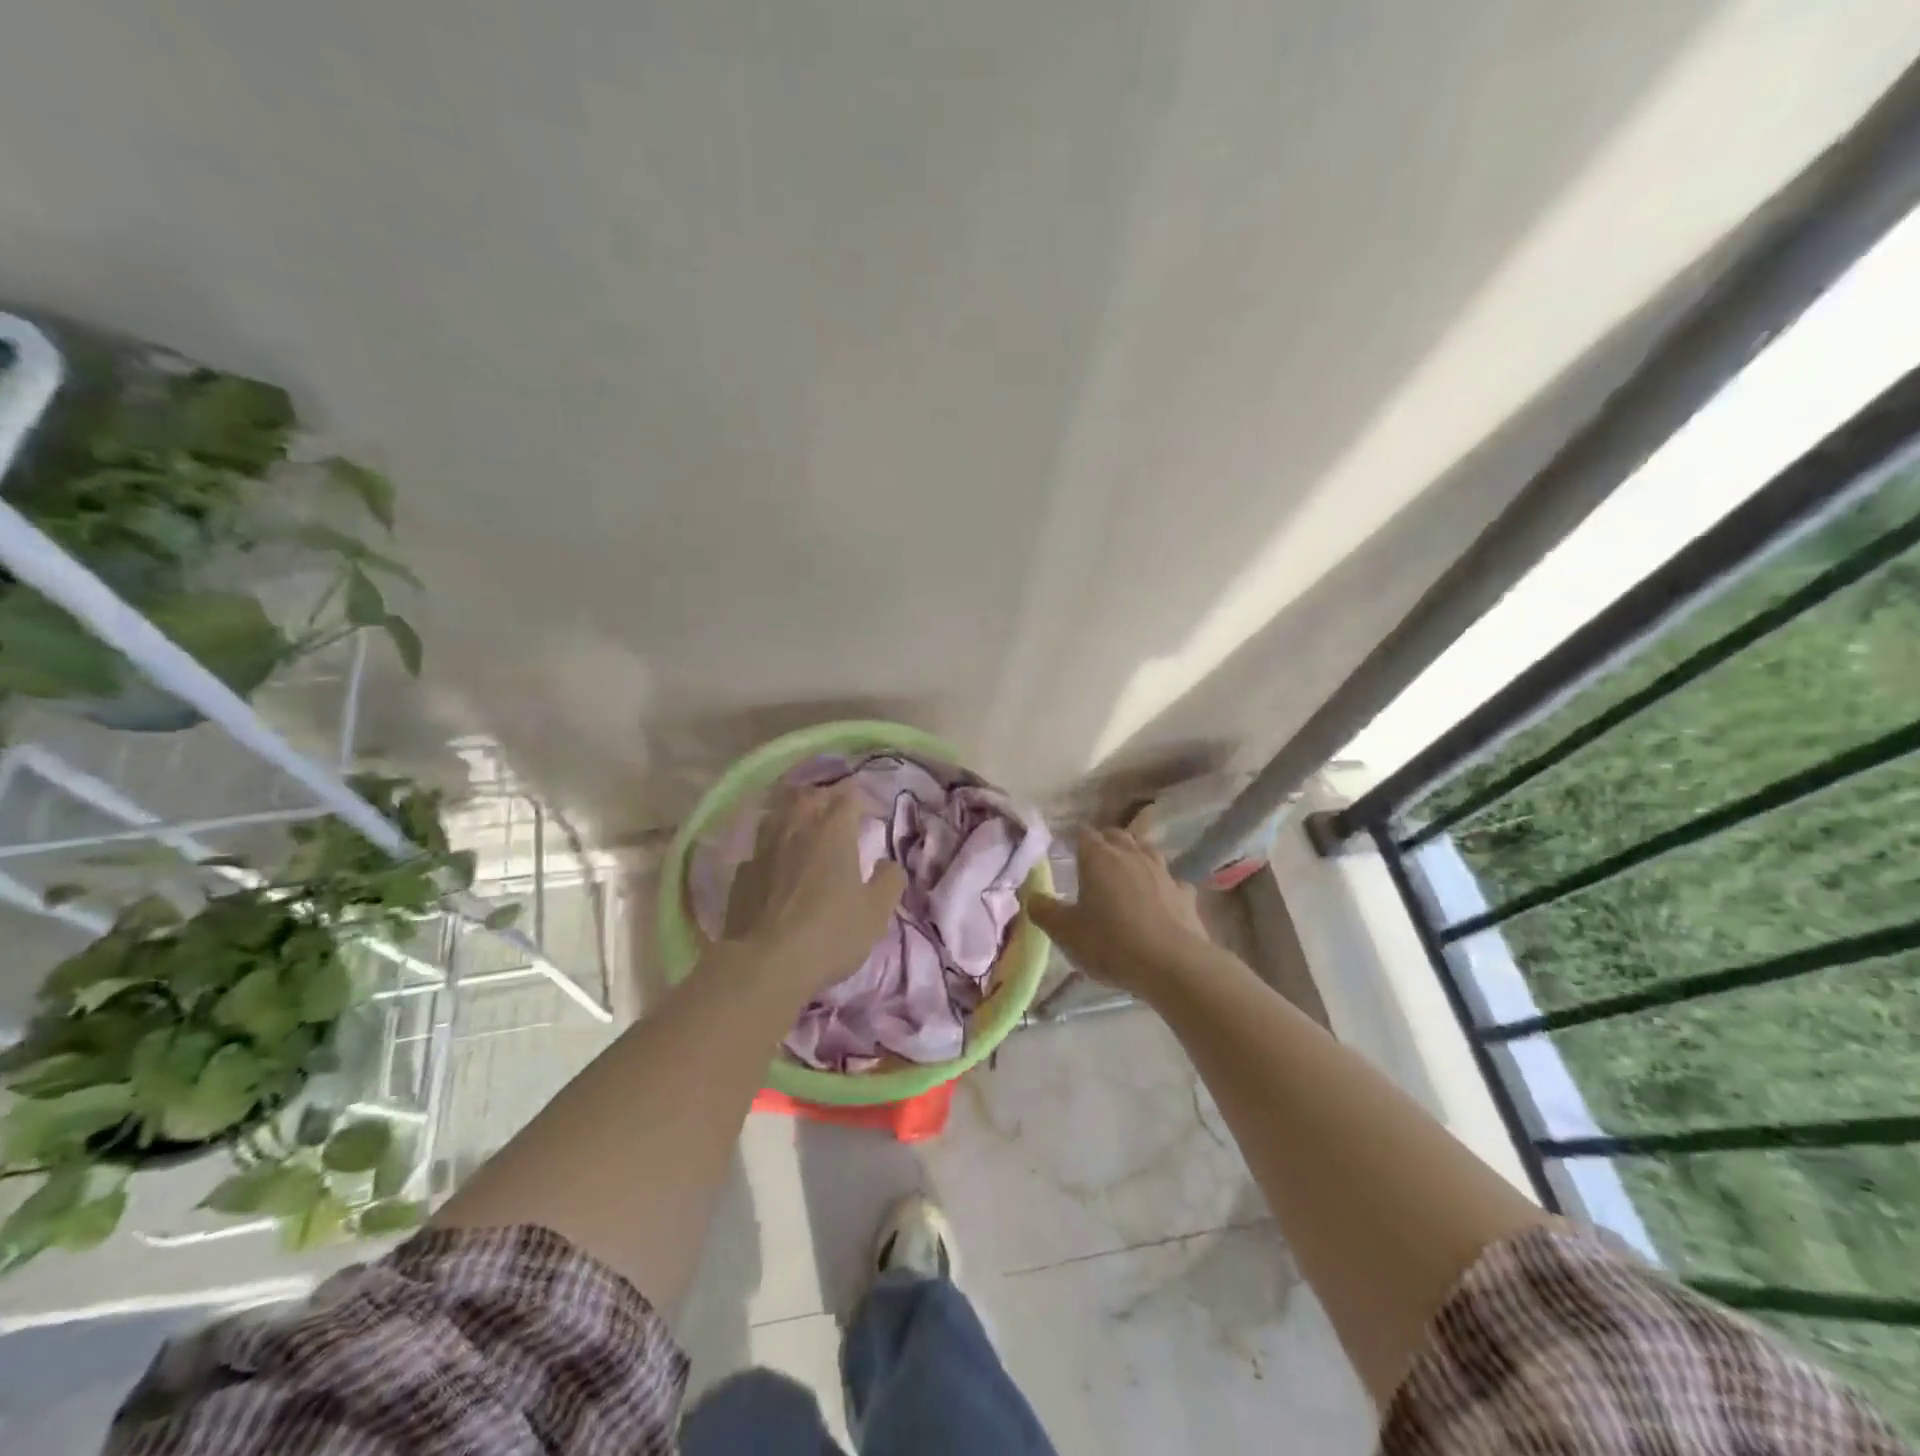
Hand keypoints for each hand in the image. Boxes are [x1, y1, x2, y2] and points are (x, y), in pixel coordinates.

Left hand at [722, 784, 906, 994]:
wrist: (766, 964)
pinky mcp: (741, 876)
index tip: (868, 811)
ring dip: (791, 816)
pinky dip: (770, 851)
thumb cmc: (831, 933)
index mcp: (833, 832)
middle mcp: (796, 829)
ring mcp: (763, 850)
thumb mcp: (876, 912)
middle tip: (833, 810)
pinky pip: (758, 851)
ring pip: (776, 817)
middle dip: (823, 798)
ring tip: (800, 827)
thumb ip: (888, 881)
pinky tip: (773, 865)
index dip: (860, 800)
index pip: (847, 797)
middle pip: (807, 797)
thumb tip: (888, 864)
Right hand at [1021, 828, 1214, 1001]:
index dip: (1074, 839)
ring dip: (1136, 855)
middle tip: (1094, 859)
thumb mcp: (1065, 932)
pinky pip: (1172, 881)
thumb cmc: (1110, 943)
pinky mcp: (1185, 894)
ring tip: (1127, 870)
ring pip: (1147, 850)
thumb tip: (1033, 896)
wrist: (1172, 964)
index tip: (1066, 848)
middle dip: (1105, 841)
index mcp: (1098, 858)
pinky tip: (1160, 898)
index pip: (1083, 834)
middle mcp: (1131, 855)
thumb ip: (1045, 911)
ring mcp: (1162, 872)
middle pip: (1117, 835)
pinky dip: (1163, 885)